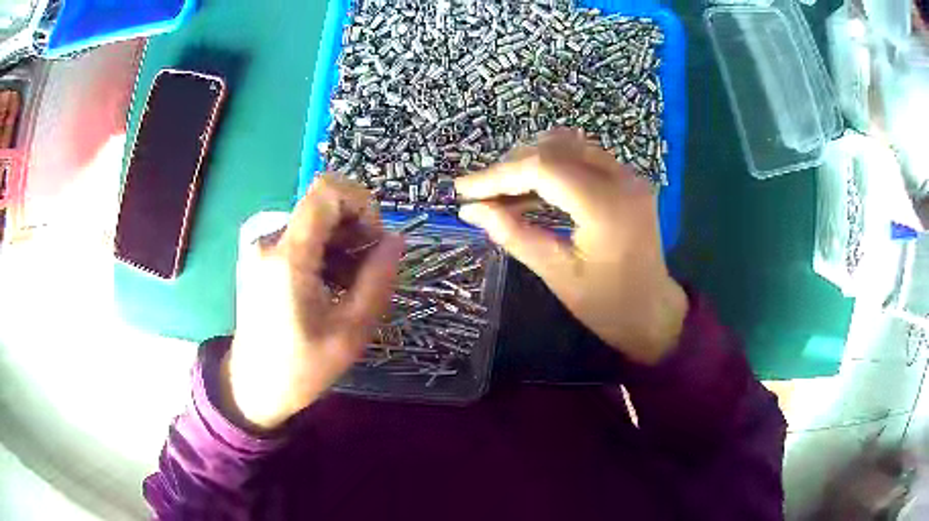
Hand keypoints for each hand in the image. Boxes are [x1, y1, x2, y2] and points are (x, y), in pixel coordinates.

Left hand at [221, 175, 403, 431]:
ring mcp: (261, 246)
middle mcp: (269, 239)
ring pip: (315, 221)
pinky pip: (301, 236)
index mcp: (288, 255)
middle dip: (355, 229)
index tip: (374, 241)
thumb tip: (396, 240)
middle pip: (323, 205)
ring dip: (341, 244)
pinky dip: (324, 252)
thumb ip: (377, 280)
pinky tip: (331, 285)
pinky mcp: (261, 256)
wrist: (253, 387)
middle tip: (368, 271)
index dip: (361, 204)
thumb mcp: (351, 331)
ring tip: (350, 286)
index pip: (328, 191)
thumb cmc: (302, 367)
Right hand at [456, 129, 687, 364]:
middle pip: (554, 148)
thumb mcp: (557, 275)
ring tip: (502, 191)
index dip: (498, 174)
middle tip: (482, 194)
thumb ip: (514, 235)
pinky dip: (551, 165)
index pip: (543, 168)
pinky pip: (582, 156)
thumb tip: (470, 210)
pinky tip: (531, 189)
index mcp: (606, 207)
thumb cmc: (608, 305)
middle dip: (510, 166)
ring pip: (567, 145)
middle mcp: (622, 179)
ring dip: (530, 161)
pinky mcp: (627, 179)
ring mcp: (628, 175)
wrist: (654, 312)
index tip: (464, 190)